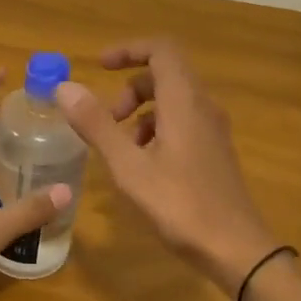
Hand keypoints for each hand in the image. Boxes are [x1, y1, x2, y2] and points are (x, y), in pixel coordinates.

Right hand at [57, 40, 277, 290]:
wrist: (236, 249)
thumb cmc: (180, 205)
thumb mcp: (129, 166)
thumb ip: (97, 125)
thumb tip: (65, 88)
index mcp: (184, 102)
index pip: (161, 50)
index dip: (128, 50)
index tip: (99, 66)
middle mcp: (203, 107)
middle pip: (165, 75)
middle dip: (129, 88)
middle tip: (106, 119)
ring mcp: (212, 130)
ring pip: (172, 101)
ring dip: (140, 112)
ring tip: (119, 148)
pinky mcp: (214, 152)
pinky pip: (182, 123)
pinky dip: (156, 130)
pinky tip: (142, 166)